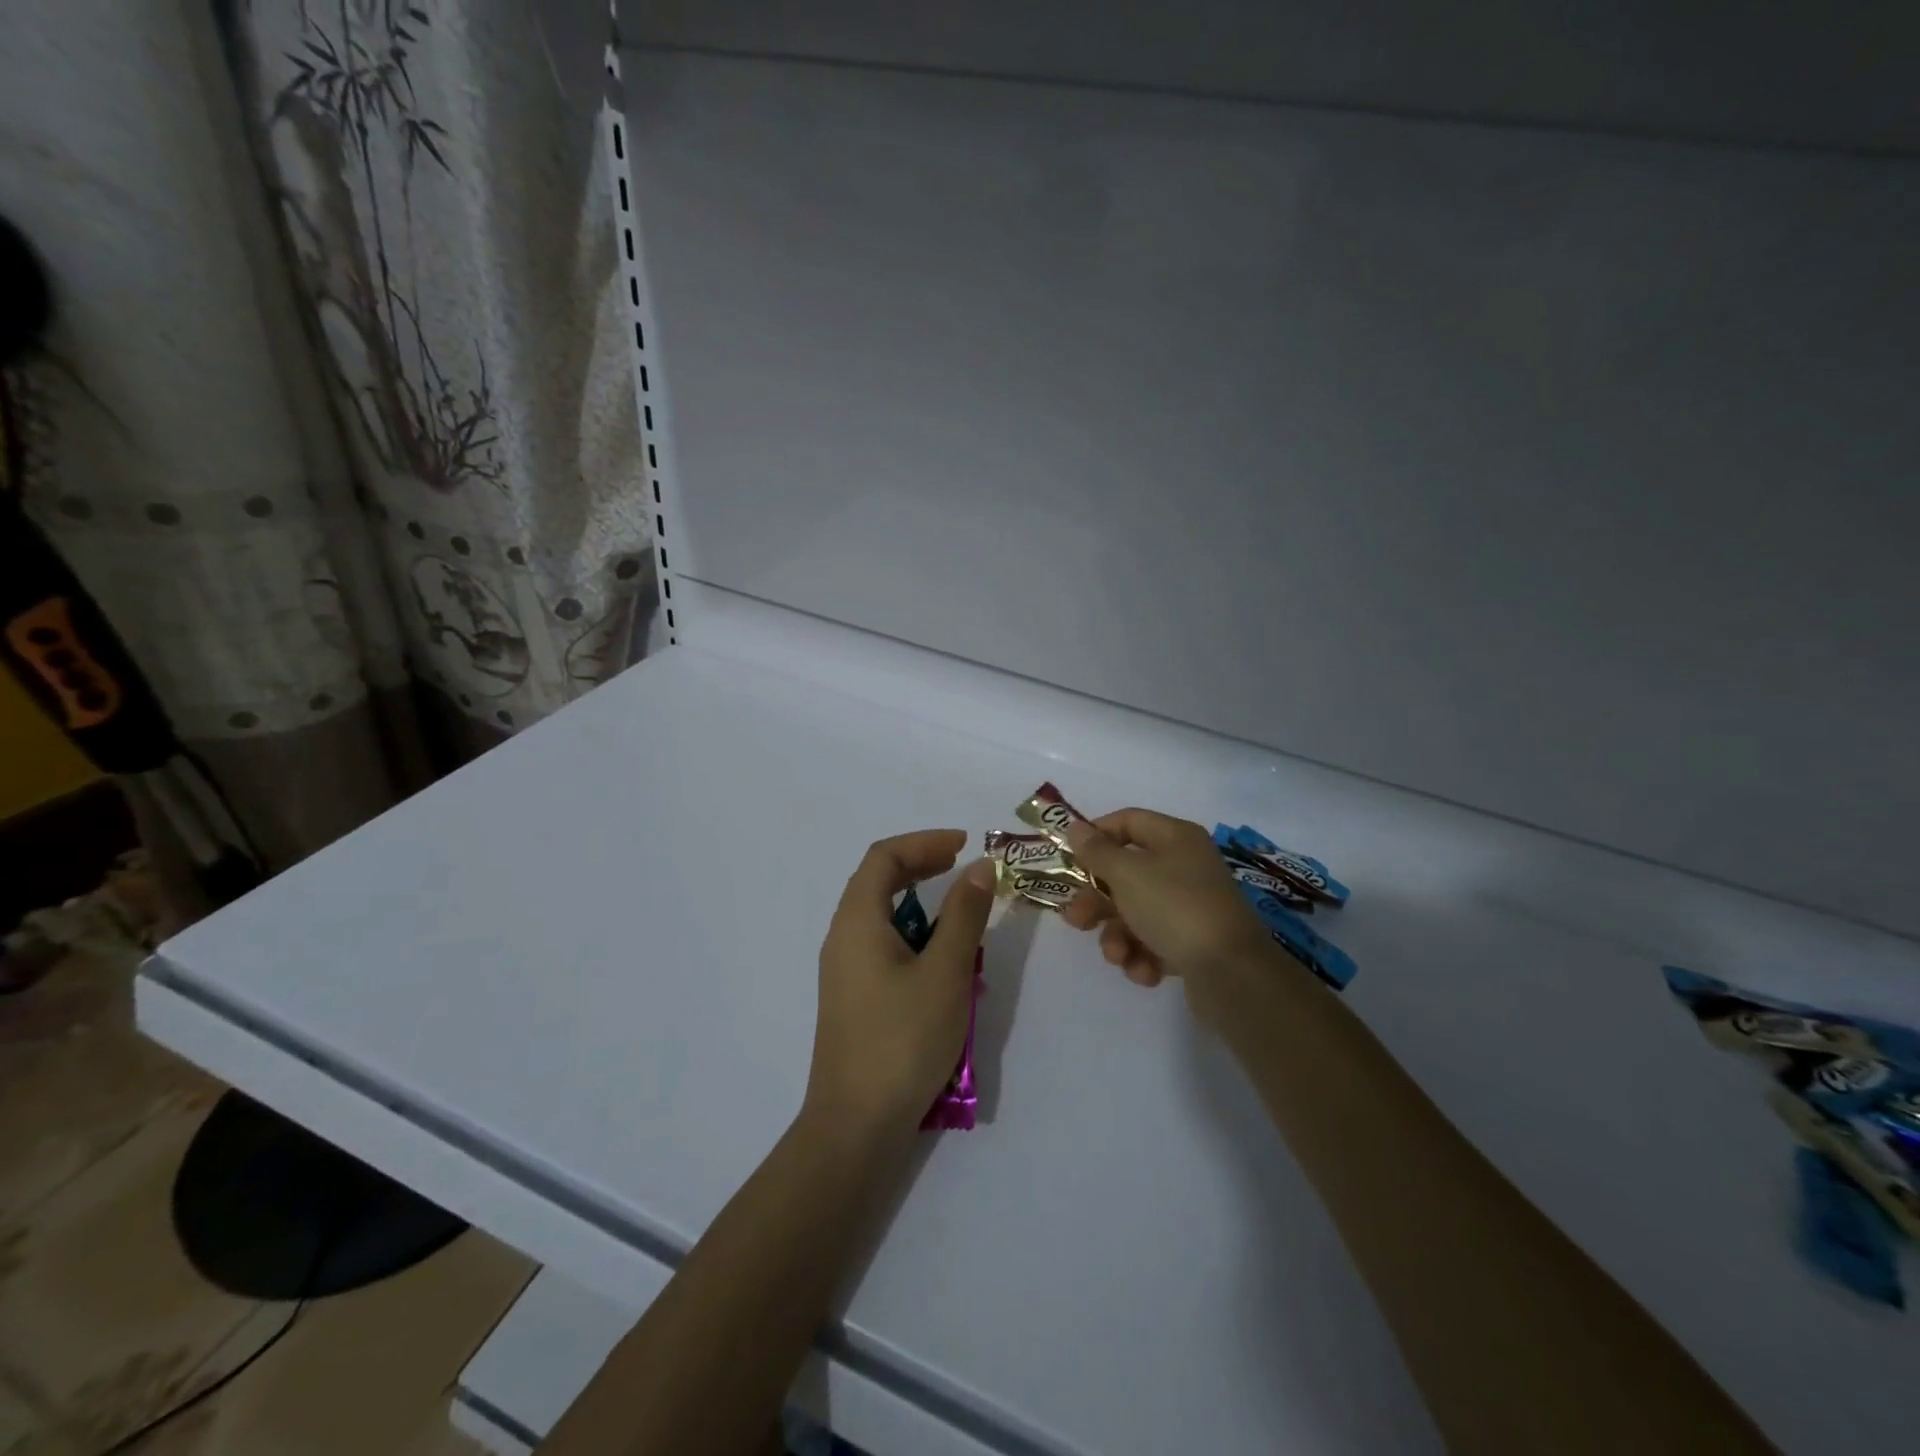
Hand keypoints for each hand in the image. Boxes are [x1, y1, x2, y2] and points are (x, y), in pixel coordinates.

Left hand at [804, 830, 995, 1141]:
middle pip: (878, 881)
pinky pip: (883, 945)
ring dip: (920, 903)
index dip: (924, 842)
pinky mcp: (854, 997)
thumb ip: (964, 915)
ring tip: (961, 913)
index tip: (965, 845)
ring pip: (881, 916)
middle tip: (963, 867)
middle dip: (922, 866)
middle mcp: (843, 937)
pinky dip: (913, 935)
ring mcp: (845, 970)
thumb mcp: (945, 971)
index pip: (884, 857)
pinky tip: (942, 961)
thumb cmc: (902, 1040)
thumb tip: (979, 867)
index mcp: (857, 921)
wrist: (855, 1125)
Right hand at [1060, 809, 1287, 1009]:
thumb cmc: (1175, 908)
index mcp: (1175, 838)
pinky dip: (1142, 956)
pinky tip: (1145, 971)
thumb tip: (1076, 828)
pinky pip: (1154, 941)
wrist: (1232, 974)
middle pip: (1126, 873)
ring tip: (1117, 955)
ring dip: (1117, 935)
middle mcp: (1184, 866)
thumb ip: (1097, 851)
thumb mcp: (1127, 874)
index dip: (1096, 835)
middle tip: (1075, 920)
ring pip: (1135, 912)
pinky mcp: (1193, 943)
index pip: (1128, 821)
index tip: (1069, 858)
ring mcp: (1190, 906)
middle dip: (1097, 900)